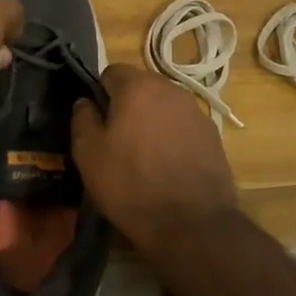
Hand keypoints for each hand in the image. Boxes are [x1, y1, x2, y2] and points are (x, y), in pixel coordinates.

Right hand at [71, 64, 237, 248]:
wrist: (192, 224)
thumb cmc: (131, 184)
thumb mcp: (89, 154)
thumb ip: (82, 119)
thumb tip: (85, 102)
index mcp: (138, 86)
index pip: (111, 72)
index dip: (100, 94)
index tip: (97, 122)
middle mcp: (170, 89)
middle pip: (140, 86)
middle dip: (127, 105)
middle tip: (117, 140)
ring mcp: (196, 111)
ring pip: (163, 106)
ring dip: (151, 120)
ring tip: (144, 155)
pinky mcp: (212, 134)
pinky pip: (183, 125)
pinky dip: (172, 136)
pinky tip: (168, 165)